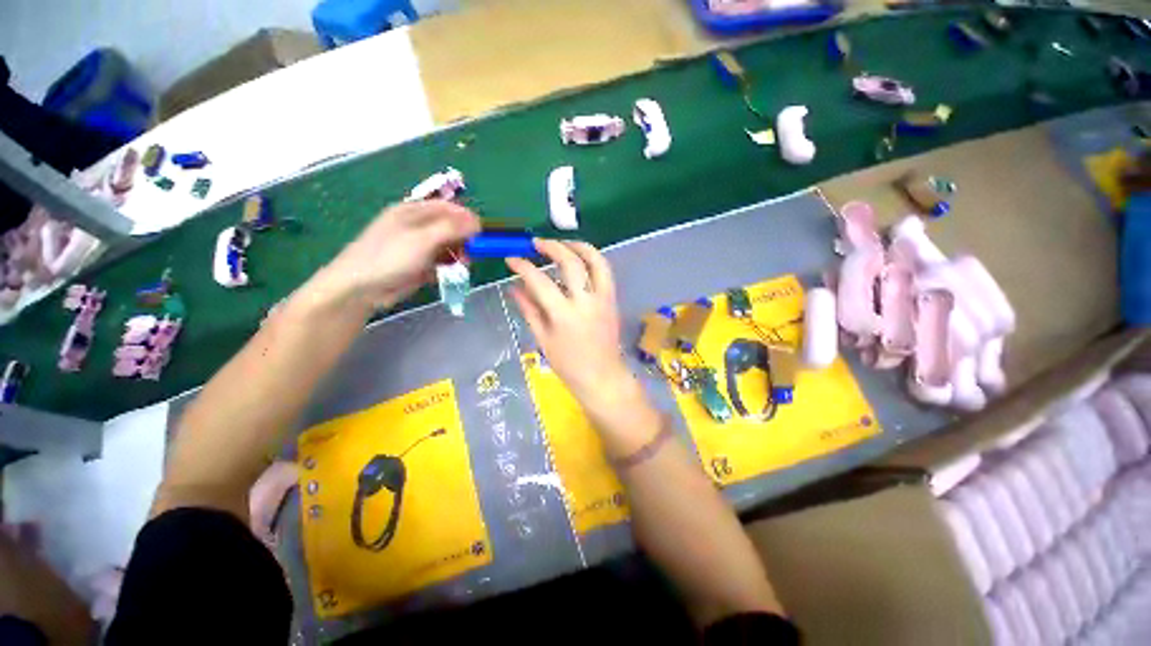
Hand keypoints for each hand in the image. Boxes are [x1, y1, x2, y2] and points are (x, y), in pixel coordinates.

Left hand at [311, 201, 479, 311]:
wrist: (361, 287)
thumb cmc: (389, 256)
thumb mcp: (422, 239)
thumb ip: (451, 229)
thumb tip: (477, 222)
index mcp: (413, 212)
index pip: (448, 208)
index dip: (467, 218)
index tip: (481, 234)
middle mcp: (417, 226)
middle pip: (450, 227)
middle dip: (464, 239)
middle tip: (471, 253)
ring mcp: (418, 247)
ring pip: (448, 246)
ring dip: (458, 255)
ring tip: (462, 265)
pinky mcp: (419, 265)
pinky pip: (441, 262)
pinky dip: (448, 267)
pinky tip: (448, 273)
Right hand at [507, 240, 642, 419]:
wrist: (602, 376)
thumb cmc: (568, 364)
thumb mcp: (543, 338)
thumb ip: (529, 310)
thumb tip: (514, 287)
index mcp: (563, 315)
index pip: (540, 281)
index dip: (523, 266)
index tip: (512, 259)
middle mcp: (585, 302)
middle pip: (570, 263)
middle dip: (552, 247)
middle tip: (537, 243)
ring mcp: (603, 299)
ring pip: (595, 261)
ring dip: (578, 246)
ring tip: (562, 243)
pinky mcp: (612, 300)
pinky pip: (605, 271)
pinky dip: (593, 258)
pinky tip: (580, 257)